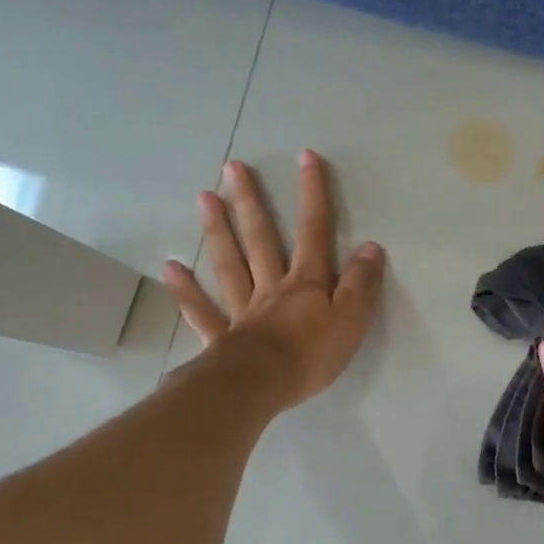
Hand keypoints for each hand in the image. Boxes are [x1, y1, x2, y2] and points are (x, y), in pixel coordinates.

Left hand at [162, 151, 384, 409]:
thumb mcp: (351, 320)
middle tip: (232, 167)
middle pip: (260, 238)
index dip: (313, 194)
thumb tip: (371, 247)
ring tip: (204, 198)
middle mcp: (271, 287)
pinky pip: (202, 310)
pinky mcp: (222, 337)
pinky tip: (172, 267)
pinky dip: (186, 290)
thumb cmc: (311, 355)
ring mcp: (242, 309)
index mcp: (306, 283)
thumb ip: (361, 284)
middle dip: (250, 202)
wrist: (261, 386)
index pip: (314, 231)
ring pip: (229, 264)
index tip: (305, 157)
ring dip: (217, 231)